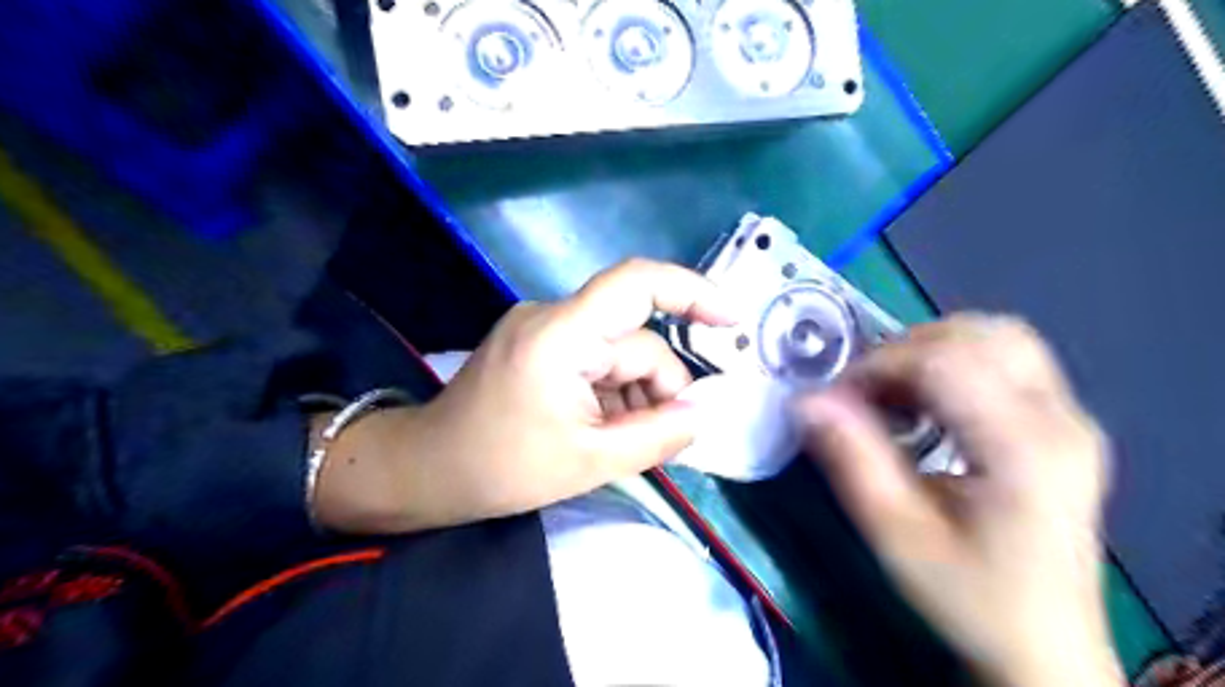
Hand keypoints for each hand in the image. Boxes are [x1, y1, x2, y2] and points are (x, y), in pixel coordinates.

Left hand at [314, 257, 729, 529]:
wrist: (428, 470)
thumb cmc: (501, 468)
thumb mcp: (590, 461)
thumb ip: (658, 435)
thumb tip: (703, 411)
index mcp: (561, 335)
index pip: (636, 285)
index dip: (691, 292)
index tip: (730, 320)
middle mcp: (553, 317)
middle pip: (635, 341)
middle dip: (655, 389)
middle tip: (657, 439)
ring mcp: (544, 329)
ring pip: (618, 354)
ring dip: (633, 396)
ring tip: (616, 441)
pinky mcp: (540, 344)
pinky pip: (595, 359)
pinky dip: (611, 392)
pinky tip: (599, 427)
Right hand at [794, 313, 1115, 686]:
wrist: (1046, 646)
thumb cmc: (970, 596)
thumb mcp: (896, 534)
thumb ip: (851, 459)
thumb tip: (806, 399)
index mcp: (1026, 450)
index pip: (947, 362)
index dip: (880, 364)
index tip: (836, 396)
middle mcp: (1061, 419)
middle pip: (981, 334)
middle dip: (907, 348)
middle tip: (864, 391)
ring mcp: (1070, 418)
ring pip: (997, 337)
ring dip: (931, 350)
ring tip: (892, 393)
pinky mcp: (1063, 424)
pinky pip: (1007, 360)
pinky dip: (953, 363)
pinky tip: (926, 404)